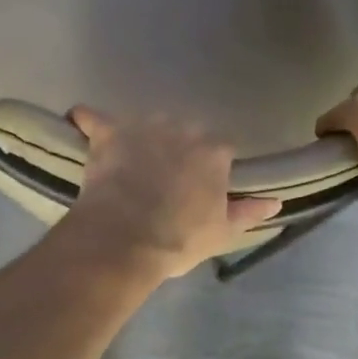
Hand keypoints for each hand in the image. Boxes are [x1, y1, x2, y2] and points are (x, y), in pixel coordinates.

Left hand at [58, 109, 281, 278]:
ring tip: (131, 161)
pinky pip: (95, 119)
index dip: (211, 167)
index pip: (221, 148)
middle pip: (184, 131)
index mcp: (214, 151)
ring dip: (142, 137)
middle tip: (166, 177)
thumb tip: (276, 201)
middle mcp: (182, 128)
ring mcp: (143, 126)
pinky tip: (81, 120)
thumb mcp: (221, 232)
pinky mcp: (108, 133)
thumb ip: (249, 212)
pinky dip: (89, 120)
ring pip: (146, 123)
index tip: (202, 185)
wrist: (124, 239)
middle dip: (177, 148)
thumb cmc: (178, 239)